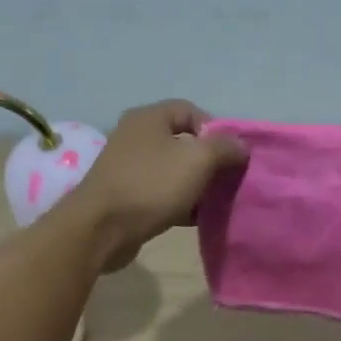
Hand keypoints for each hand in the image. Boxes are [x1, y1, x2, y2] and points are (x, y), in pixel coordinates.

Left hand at [63, 100, 247, 271]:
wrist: (101, 229)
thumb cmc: (151, 185)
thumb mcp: (197, 160)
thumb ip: (224, 148)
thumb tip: (240, 145)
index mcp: (149, 118)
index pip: (190, 110)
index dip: (216, 129)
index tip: (231, 155)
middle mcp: (135, 136)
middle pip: (182, 141)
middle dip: (208, 160)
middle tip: (227, 179)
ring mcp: (127, 167)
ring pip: (172, 170)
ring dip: (195, 184)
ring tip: (215, 201)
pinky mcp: (125, 196)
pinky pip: (160, 193)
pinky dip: (179, 202)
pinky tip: (195, 218)